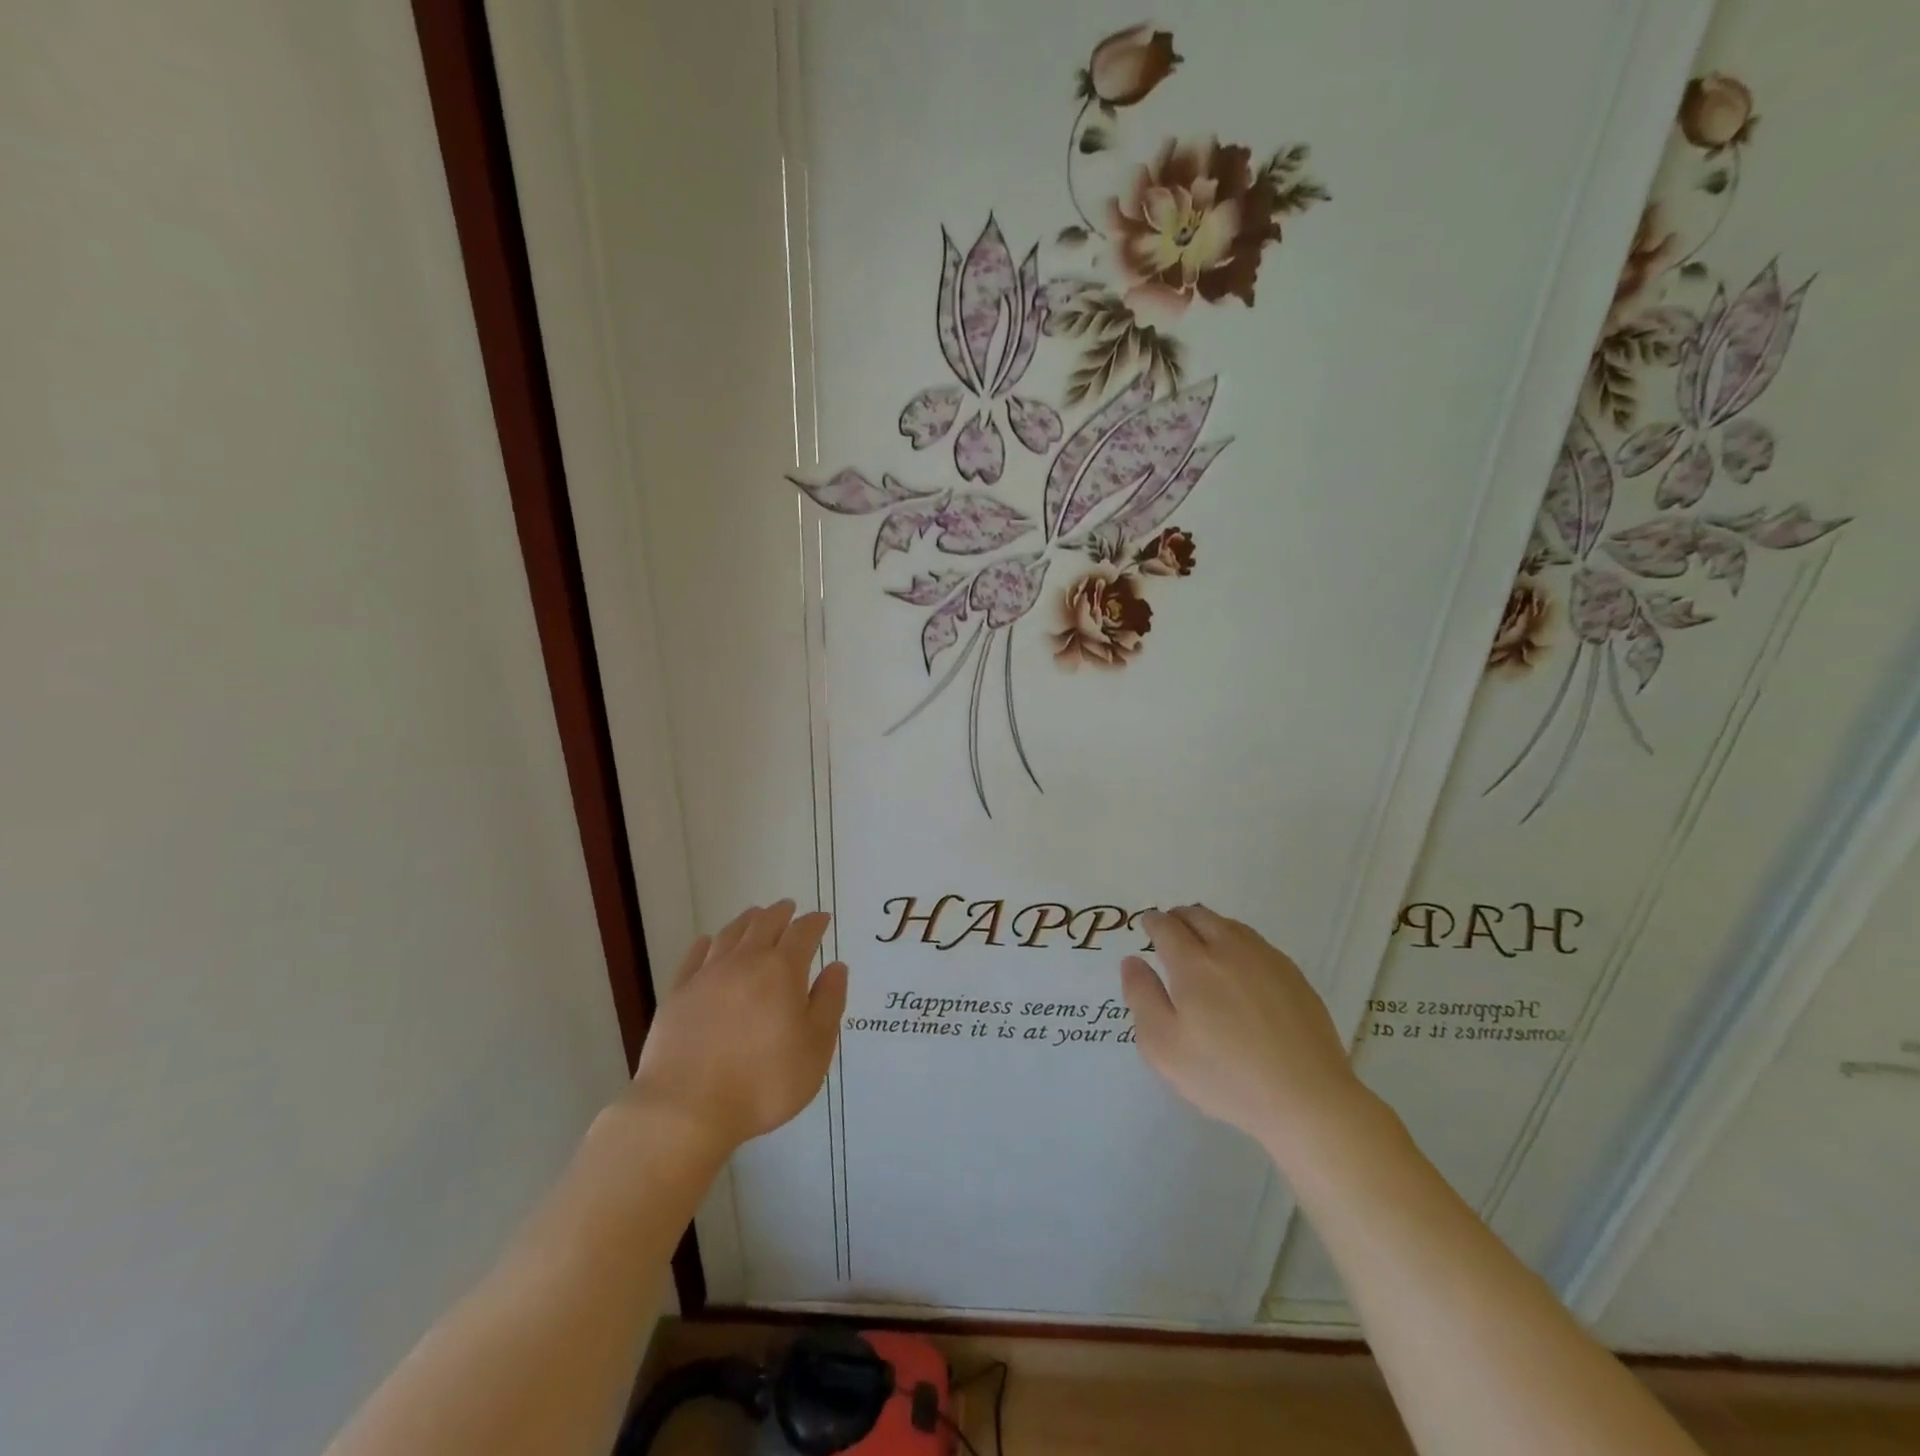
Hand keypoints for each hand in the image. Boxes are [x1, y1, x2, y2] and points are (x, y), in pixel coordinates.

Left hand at [627, 901, 848, 1160]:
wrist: (685, 1109)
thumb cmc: (763, 1082)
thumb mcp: (815, 1049)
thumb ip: (828, 1003)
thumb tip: (836, 967)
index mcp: (782, 971)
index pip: (802, 933)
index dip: (814, 923)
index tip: (822, 919)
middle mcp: (745, 961)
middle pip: (764, 923)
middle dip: (781, 913)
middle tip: (789, 909)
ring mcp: (707, 975)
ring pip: (730, 933)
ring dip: (747, 920)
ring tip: (755, 916)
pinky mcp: (678, 993)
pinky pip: (695, 956)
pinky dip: (708, 943)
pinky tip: (709, 942)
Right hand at [1122, 905, 1371, 1159]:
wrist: (1307, 1098)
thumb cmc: (1224, 1075)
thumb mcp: (1163, 1046)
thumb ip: (1141, 996)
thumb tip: (1132, 961)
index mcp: (1193, 962)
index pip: (1166, 926)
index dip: (1152, 922)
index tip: (1147, 926)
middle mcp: (1229, 948)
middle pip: (1198, 915)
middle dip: (1179, 918)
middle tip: (1170, 932)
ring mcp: (1266, 959)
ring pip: (1229, 924)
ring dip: (1208, 926)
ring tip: (1202, 944)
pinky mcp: (1293, 975)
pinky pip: (1256, 943)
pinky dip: (1237, 942)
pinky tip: (1239, 967)